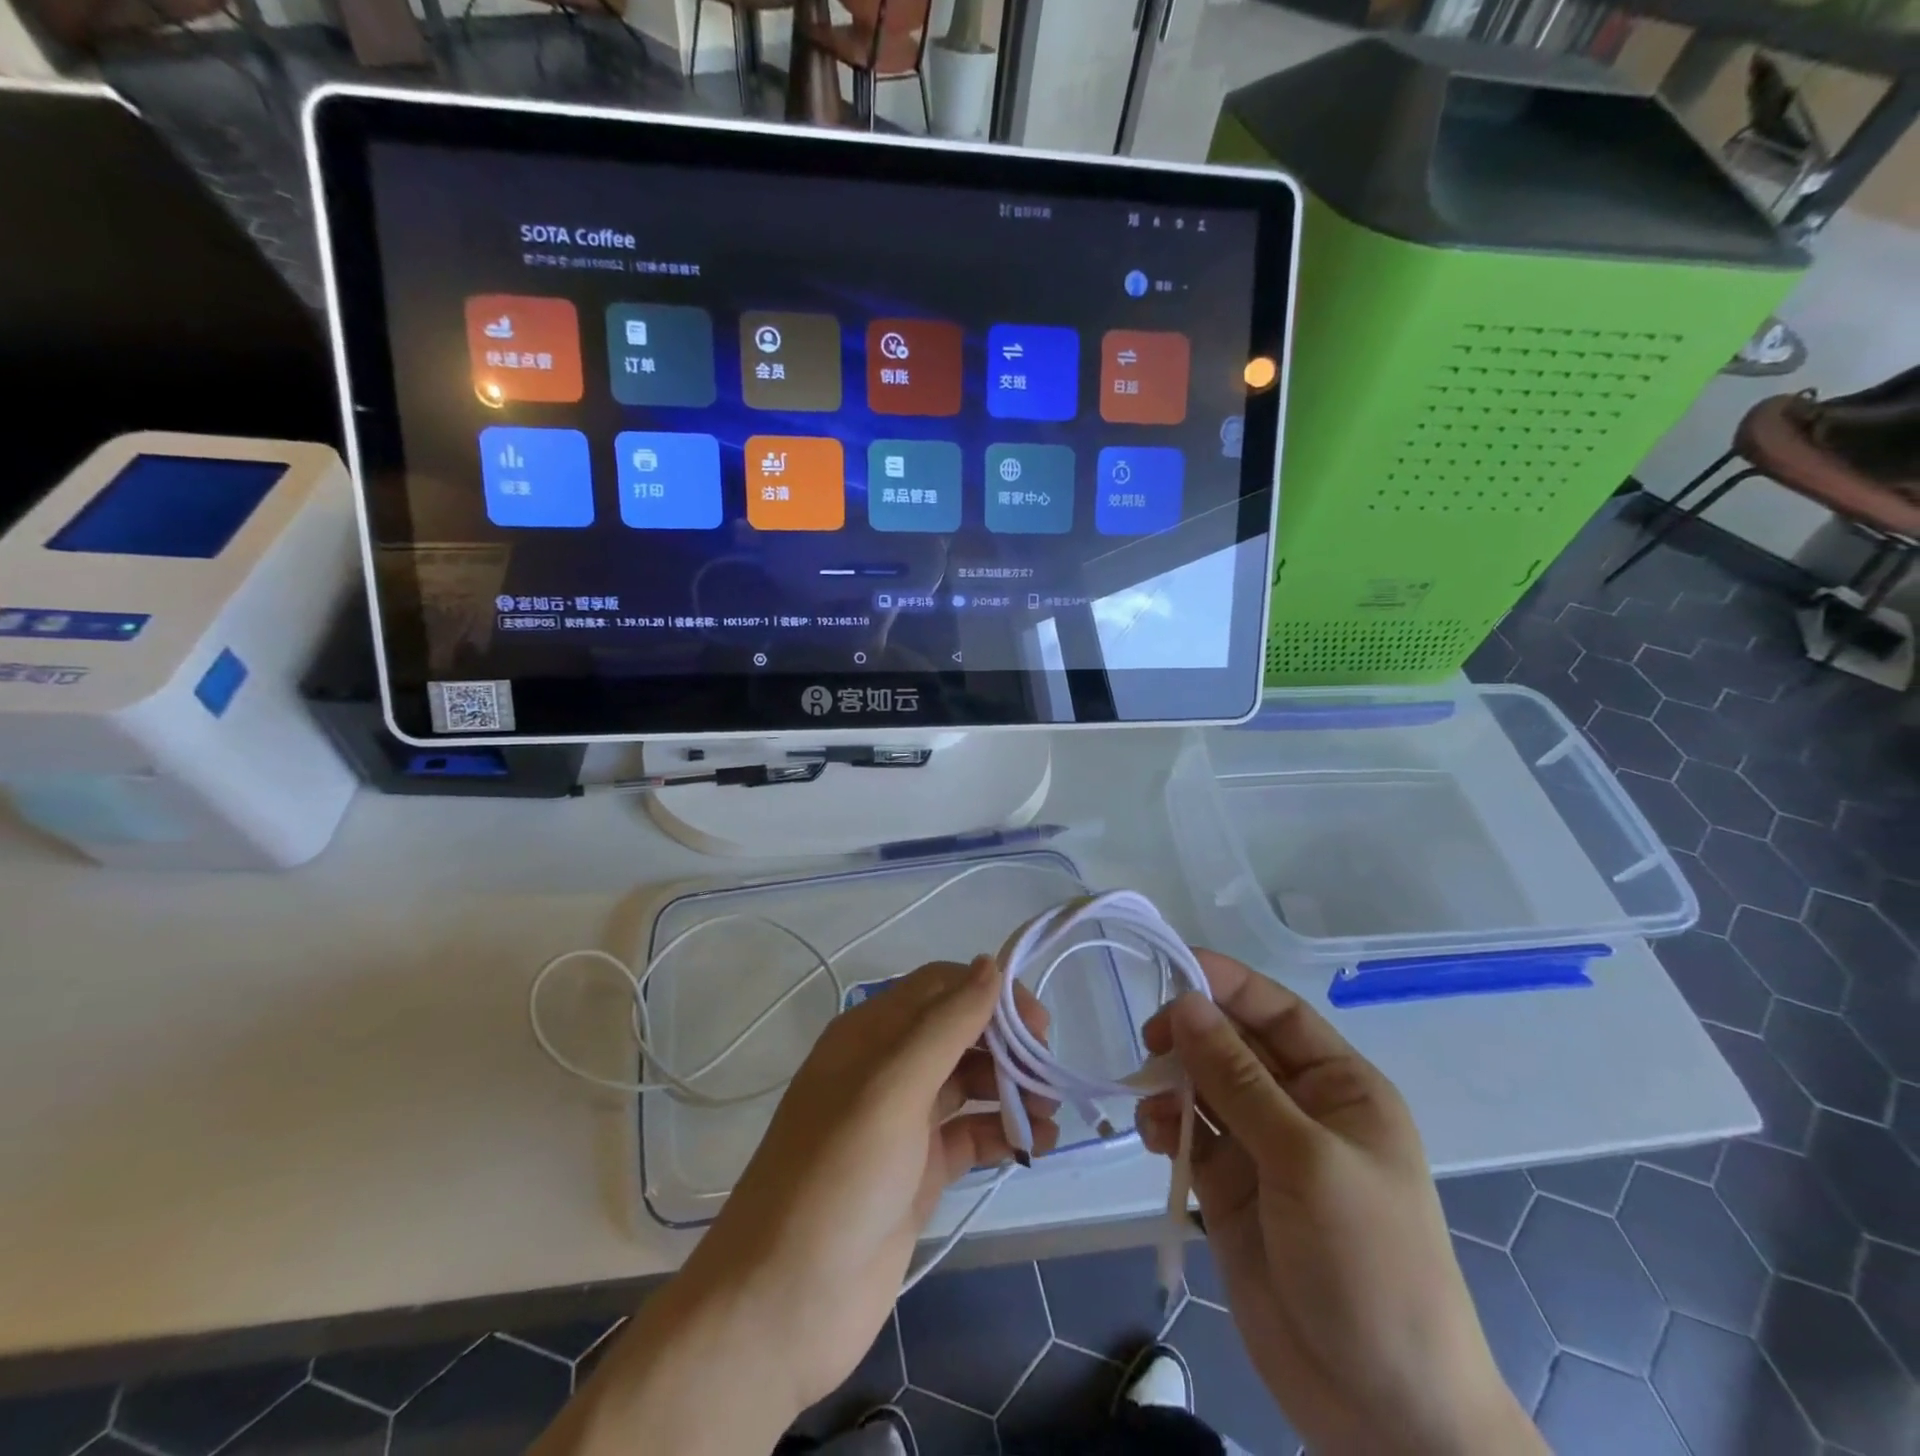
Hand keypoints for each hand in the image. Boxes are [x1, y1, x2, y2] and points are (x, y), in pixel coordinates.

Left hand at [701, 957, 1057, 1403]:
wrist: (783, 1305)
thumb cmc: (837, 1178)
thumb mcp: (891, 1089)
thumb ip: (945, 1025)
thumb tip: (989, 965)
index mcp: (871, 1034)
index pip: (941, 988)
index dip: (991, 994)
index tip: (1037, 1025)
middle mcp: (887, 1068)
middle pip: (959, 1032)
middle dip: (1007, 1044)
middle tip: (1048, 1075)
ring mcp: (903, 1121)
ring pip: (968, 1082)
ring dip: (1011, 1089)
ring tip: (1047, 1116)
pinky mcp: (918, 1171)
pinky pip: (970, 1133)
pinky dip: (1002, 1132)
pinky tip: (1034, 1144)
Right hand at [1136, 952, 1545, 1455]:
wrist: (1383, 1412)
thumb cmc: (1368, 1265)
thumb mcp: (1305, 1160)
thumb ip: (1238, 1079)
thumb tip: (1185, 1002)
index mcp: (1339, 1087)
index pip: (1277, 1012)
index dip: (1227, 984)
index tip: (1171, 966)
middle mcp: (1299, 1108)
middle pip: (1233, 1044)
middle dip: (1190, 1035)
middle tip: (1149, 1042)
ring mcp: (1262, 1150)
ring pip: (1203, 1087)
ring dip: (1172, 1083)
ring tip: (1150, 1103)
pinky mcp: (1230, 1191)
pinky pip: (1189, 1136)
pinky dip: (1165, 1126)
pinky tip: (1153, 1137)